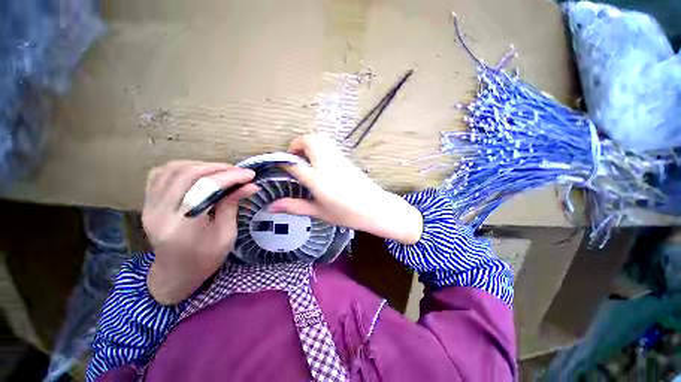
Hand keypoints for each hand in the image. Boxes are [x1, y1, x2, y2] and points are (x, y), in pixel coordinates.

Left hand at [143, 161, 257, 304]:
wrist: (175, 274)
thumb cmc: (205, 259)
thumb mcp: (226, 235)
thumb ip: (233, 206)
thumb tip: (251, 185)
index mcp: (182, 227)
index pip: (205, 189)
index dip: (230, 177)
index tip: (250, 174)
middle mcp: (160, 212)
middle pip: (188, 174)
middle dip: (218, 168)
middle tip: (238, 171)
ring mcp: (149, 206)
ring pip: (173, 170)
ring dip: (201, 165)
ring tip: (222, 171)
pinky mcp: (147, 202)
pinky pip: (161, 174)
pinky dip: (183, 167)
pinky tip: (198, 172)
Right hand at [268, 134, 422, 244]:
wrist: (375, 208)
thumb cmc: (347, 214)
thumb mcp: (319, 212)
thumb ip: (295, 206)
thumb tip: (272, 207)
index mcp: (317, 179)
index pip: (294, 164)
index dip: (283, 163)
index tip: (279, 167)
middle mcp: (326, 163)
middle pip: (308, 140)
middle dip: (296, 145)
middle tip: (294, 160)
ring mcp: (338, 158)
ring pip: (320, 139)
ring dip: (308, 143)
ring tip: (306, 160)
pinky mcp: (346, 158)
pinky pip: (329, 145)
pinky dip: (320, 147)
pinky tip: (320, 163)